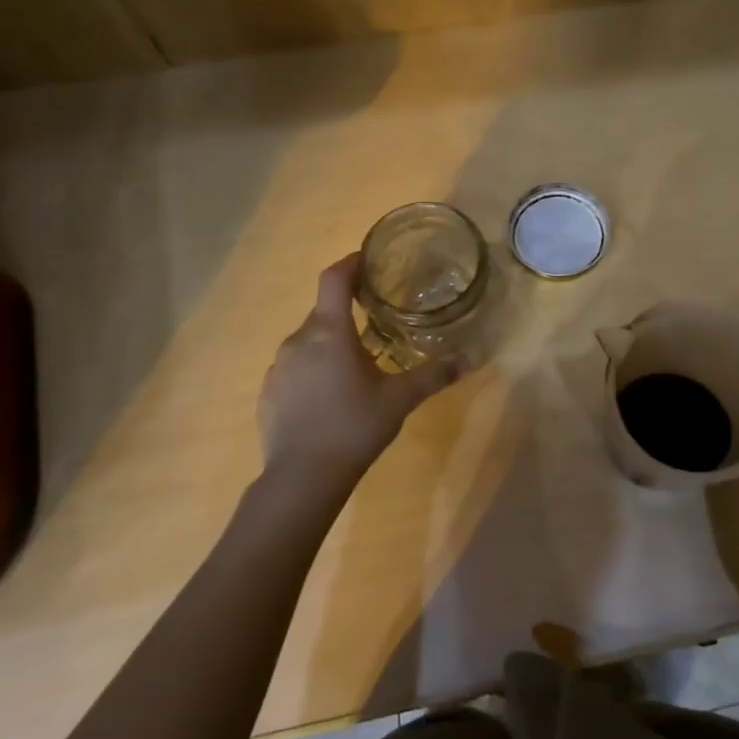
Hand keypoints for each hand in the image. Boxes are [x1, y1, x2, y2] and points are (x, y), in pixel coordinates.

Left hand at [258, 254, 460, 488]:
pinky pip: (295, 366)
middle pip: (324, 311)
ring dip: (331, 342)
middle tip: (377, 321)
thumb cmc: (354, 427)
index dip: (351, 263)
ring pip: (308, 340)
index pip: (334, 279)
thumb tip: (469, 358)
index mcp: (329, 332)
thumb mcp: (400, 399)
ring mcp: (279, 367)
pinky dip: (314, 368)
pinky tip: (331, 396)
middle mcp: (298, 340)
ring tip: (357, 363)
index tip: (369, 260)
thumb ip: (434, 374)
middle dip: (349, 310)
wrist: (303, 478)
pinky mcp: (269, 392)